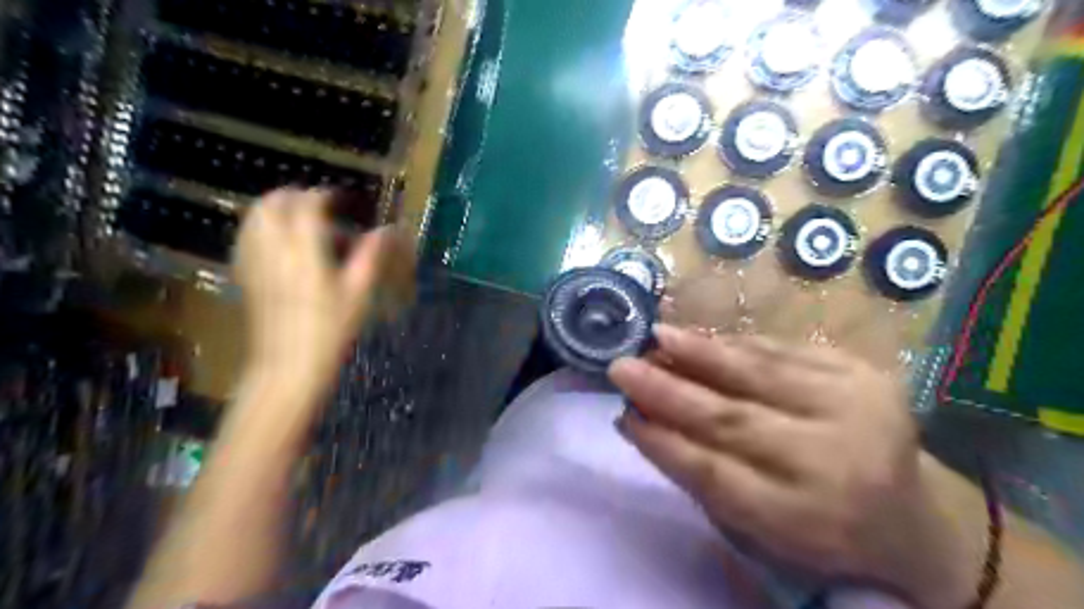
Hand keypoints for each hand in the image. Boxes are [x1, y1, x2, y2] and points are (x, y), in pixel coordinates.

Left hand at [235, 189, 408, 400]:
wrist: (288, 364)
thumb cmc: (330, 329)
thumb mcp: (358, 292)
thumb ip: (371, 255)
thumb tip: (388, 230)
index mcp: (303, 249)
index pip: (308, 204)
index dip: (324, 196)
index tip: (341, 201)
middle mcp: (272, 247)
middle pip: (272, 202)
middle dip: (295, 197)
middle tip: (319, 208)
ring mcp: (252, 260)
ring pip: (254, 216)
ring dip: (275, 209)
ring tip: (299, 223)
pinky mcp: (243, 274)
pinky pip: (246, 237)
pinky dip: (262, 229)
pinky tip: (280, 246)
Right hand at [612, 325, 978, 607]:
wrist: (912, 517)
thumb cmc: (819, 530)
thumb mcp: (758, 529)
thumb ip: (700, 475)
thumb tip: (640, 418)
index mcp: (804, 519)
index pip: (714, 474)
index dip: (662, 441)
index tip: (623, 415)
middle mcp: (834, 461)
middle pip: (732, 419)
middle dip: (667, 390)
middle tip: (622, 366)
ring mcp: (856, 409)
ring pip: (759, 373)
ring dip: (699, 353)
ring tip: (657, 336)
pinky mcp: (865, 373)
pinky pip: (785, 351)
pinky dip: (735, 344)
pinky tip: (702, 338)